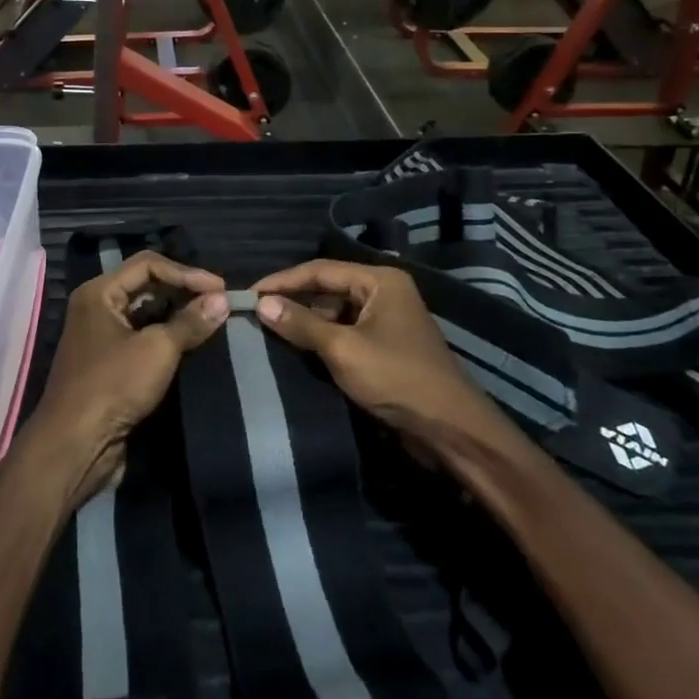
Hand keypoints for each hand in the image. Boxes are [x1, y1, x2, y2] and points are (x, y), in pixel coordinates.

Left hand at [31, 252, 227, 506]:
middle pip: (146, 286)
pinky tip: (192, 342)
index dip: (187, 273)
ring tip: (212, 319)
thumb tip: (222, 300)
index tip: (220, 288)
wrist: (75, 445)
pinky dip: (167, 336)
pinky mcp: (110, 364)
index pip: (148, 265)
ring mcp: (101, 337)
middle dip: (183, 291)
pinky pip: (142, 337)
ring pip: (145, 312)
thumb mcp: (157, 349)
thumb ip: (191, 322)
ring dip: (177, 314)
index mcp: (99, 292)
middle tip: (219, 302)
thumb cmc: (113, 385)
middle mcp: (97, 308)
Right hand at [252, 260, 511, 442]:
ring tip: (268, 331)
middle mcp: (384, 293)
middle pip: (328, 289)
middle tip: (255, 313)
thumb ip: (301, 324)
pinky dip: (321, 339)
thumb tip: (262, 304)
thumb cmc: (397, 378)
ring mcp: (385, 320)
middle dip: (293, 301)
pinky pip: (345, 333)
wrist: (449, 428)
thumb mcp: (343, 349)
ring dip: (305, 322)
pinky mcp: (384, 347)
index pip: (321, 270)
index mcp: (380, 281)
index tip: (249, 293)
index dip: (283, 281)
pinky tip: (296, 349)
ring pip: (335, 313)